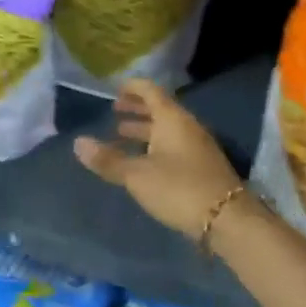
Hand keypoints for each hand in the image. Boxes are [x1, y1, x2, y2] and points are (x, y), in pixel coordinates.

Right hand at [74, 79, 245, 240]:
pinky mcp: (202, 167)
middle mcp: (187, 127)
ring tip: (121, 135)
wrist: (227, 218)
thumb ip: (109, 160)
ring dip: (144, 130)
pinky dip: (155, 146)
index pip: (151, 91)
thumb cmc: (178, 188)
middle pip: (160, 110)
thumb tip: (78, 142)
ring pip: (167, 130)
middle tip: (115, 112)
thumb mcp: (137, 176)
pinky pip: (174, 146)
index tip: (115, 89)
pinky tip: (143, 161)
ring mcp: (198, 147)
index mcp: (172, 120)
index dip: (133, 88)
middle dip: (136, 110)